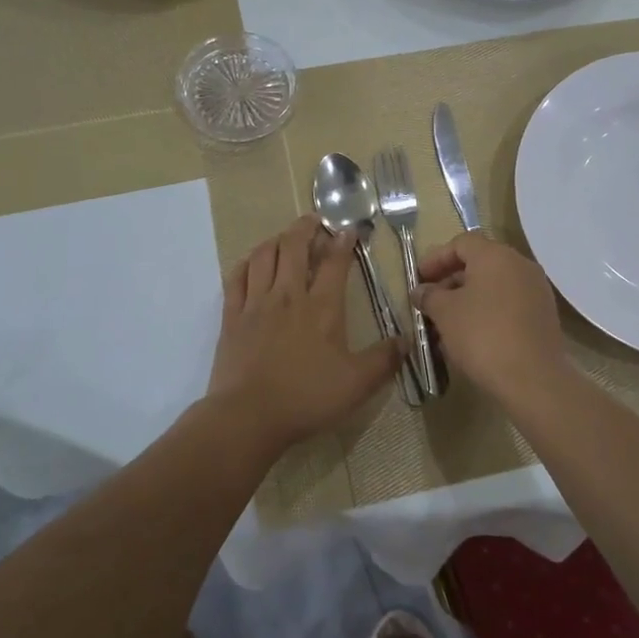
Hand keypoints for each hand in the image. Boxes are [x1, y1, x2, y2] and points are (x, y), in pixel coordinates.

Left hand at [206, 215, 401, 449]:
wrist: (248, 416)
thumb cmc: (307, 398)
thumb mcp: (358, 383)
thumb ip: (384, 360)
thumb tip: (406, 341)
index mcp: (322, 308)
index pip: (334, 263)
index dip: (342, 243)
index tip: (349, 230)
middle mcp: (288, 296)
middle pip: (293, 247)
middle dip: (305, 228)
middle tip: (314, 221)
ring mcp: (255, 304)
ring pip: (262, 256)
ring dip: (275, 240)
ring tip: (284, 237)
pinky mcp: (232, 318)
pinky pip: (235, 279)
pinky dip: (245, 264)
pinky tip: (251, 263)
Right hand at [413, 233, 569, 399]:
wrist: (533, 378)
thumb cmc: (482, 335)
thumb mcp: (445, 313)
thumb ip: (429, 296)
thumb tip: (422, 291)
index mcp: (496, 255)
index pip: (461, 243)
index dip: (436, 258)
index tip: (419, 279)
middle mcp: (520, 265)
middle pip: (480, 262)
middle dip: (451, 280)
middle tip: (430, 302)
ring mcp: (536, 290)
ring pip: (495, 285)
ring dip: (469, 298)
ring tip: (447, 323)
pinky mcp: (544, 315)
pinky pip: (509, 303)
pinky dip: (488, 311)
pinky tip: (472, 336)